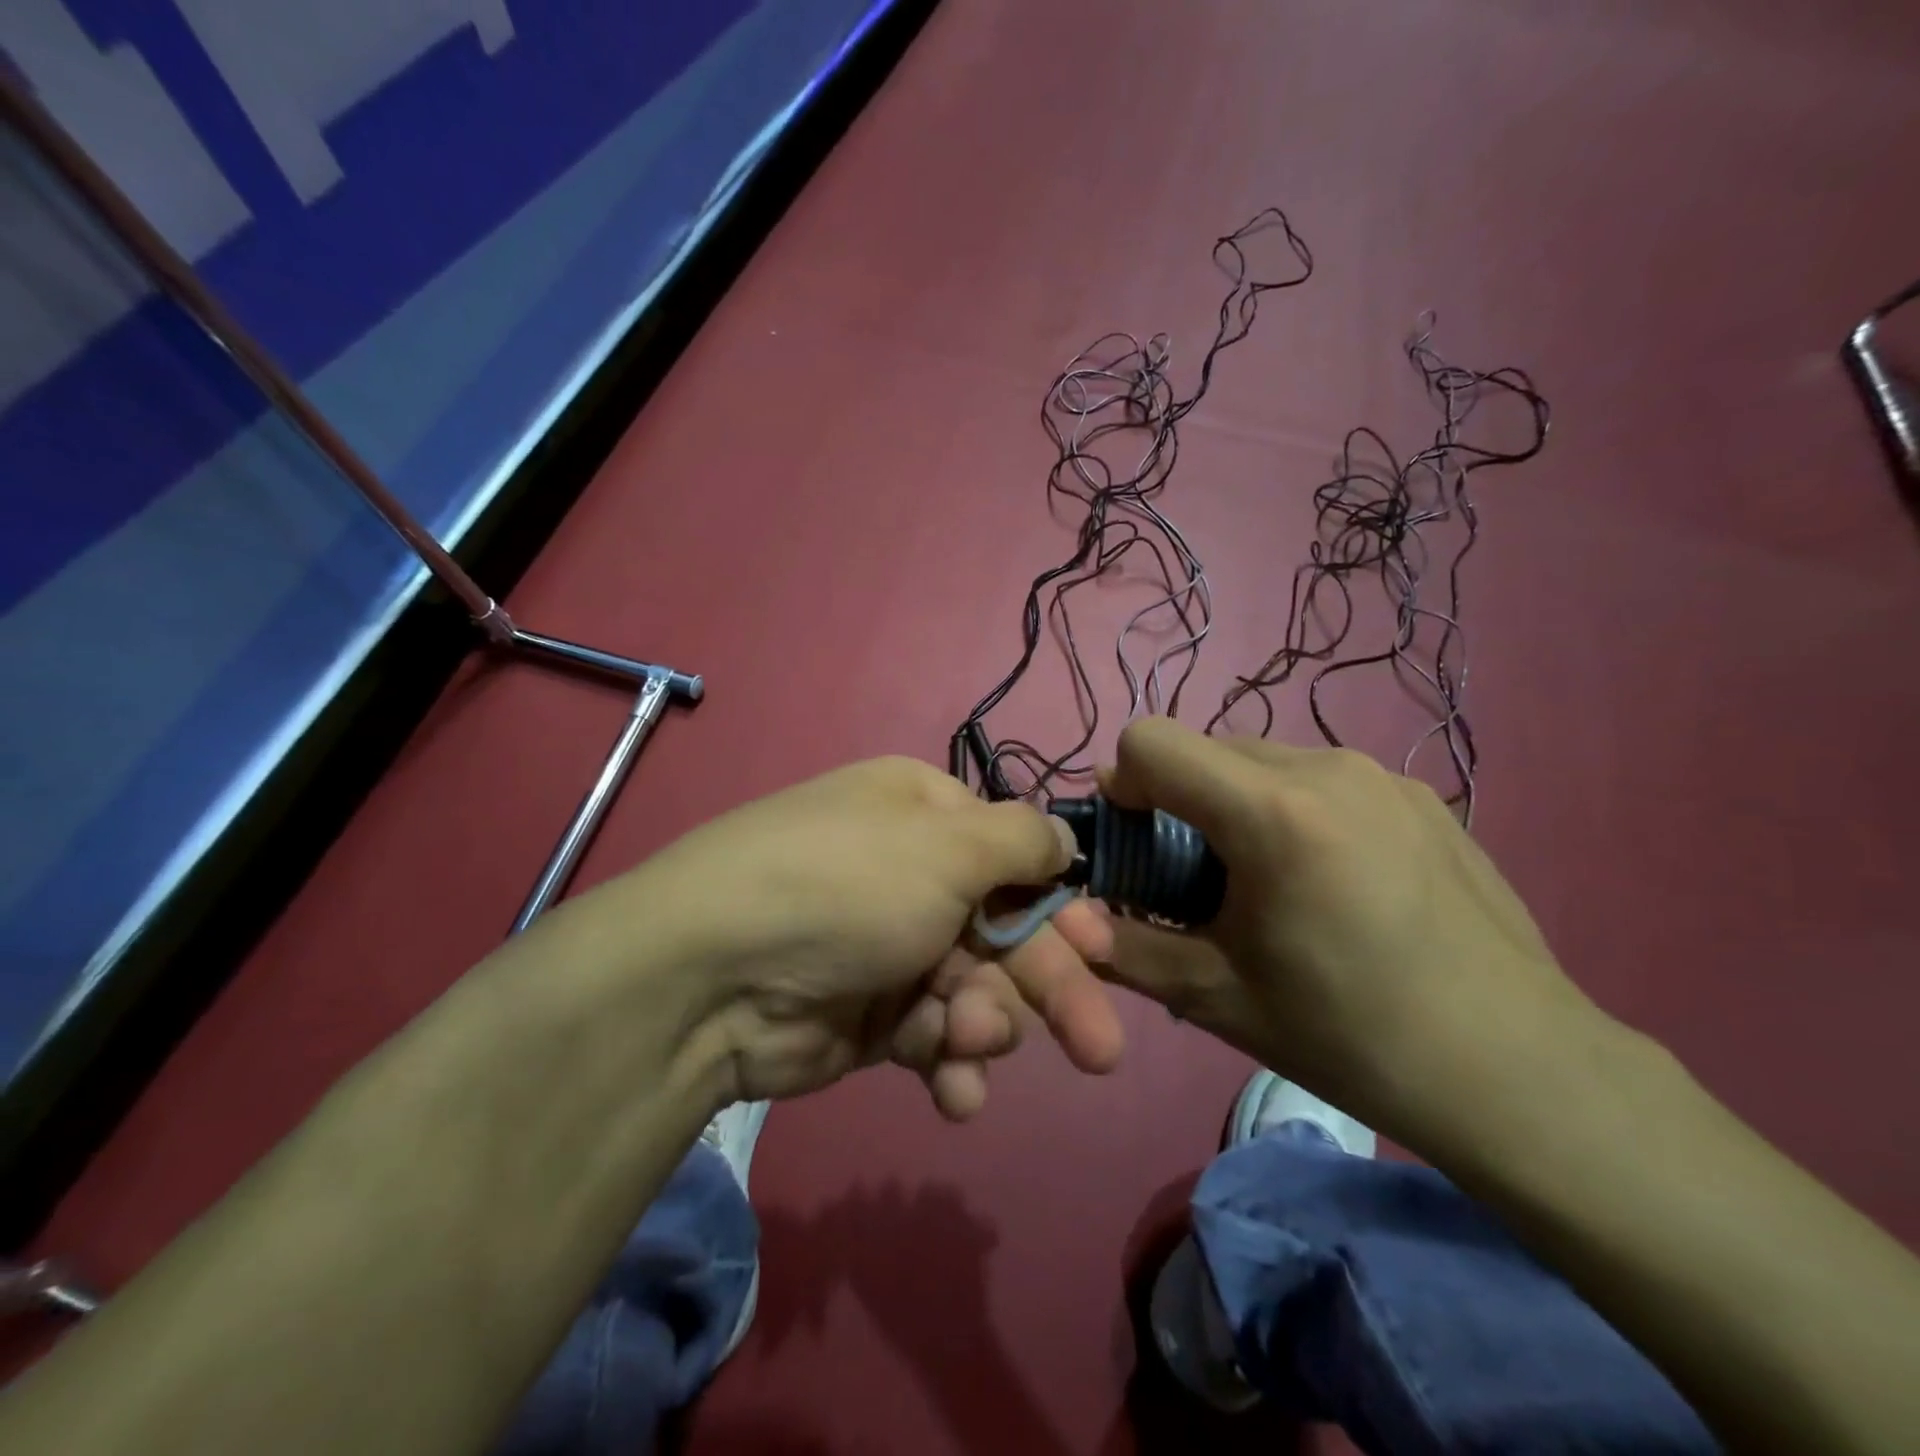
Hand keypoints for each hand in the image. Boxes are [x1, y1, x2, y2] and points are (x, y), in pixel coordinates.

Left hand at [591, 757, 1123, 1117]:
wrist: (714, 976)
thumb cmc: (849, 887)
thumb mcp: (947, 845)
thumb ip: (1022, 841)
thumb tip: (1064, 840)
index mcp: (926, 817)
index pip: (1016, 856)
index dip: (1061, 905)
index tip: (1102, 951)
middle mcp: (911, 875)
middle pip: (1005, 931)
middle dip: (1050, 987)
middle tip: (1099, 1049)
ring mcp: (890, 948)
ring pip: (975, 990)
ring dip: (985, 1023)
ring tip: (966, 1043)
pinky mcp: (871, 1016)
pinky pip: (933, 1036)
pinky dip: (948, 1063)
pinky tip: (953, 1091)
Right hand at [1094, 718, 1598, 1148]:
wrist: (1518, 1072)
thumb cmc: (1349, 1035)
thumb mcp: (1214, 997)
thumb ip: (1123, 947)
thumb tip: (1066, 919)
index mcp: (1272, 812)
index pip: (1150, 740)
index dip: (1124, 784)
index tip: (1138, 843)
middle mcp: (1326, 766)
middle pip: (1205, 747)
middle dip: (1178, 799)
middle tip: (1198, 879)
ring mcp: (1382, 774)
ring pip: (1263, 759)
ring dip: (1234, 803)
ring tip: (1268, 883)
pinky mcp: (1422, 794)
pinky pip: (1320, 777)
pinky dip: (1292, 809)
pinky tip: (1332, 884)